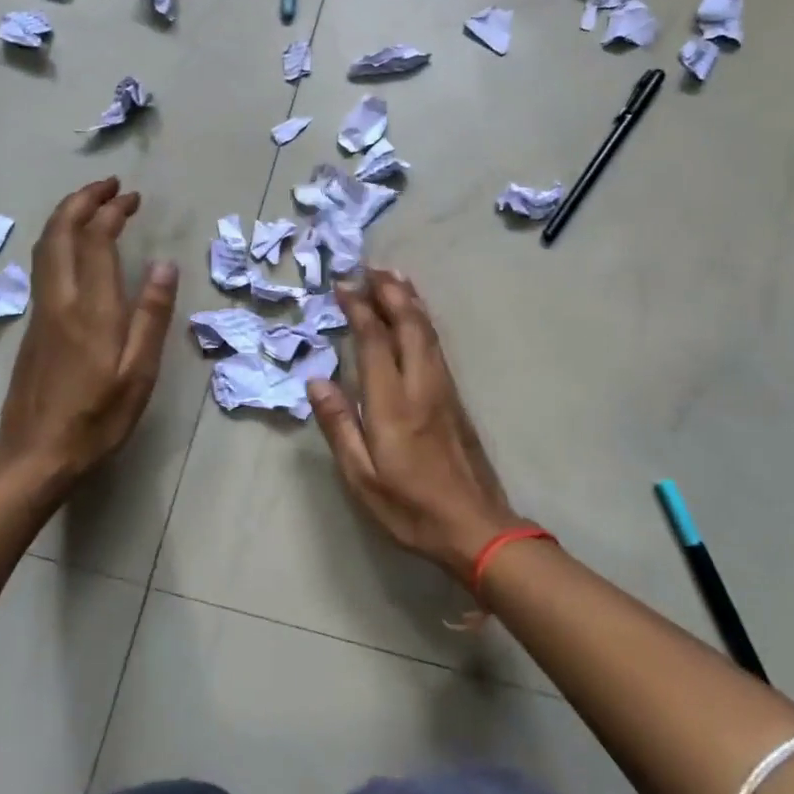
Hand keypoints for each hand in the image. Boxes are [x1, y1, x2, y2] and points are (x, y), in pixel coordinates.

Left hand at [0, 178, 177, 503]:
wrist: (34, 455)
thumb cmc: (96, 418)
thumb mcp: (138, 373)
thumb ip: (151, 316)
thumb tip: (165, 266)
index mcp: (90, 309)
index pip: (95, 242)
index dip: (111, 212)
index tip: (131, 198)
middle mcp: (60, 300)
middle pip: (60, 233)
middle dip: (82, 201)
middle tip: (109, 185)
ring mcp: (41, 311)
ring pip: (45, 247)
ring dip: (67, 216)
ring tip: (92, 203)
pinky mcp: (33, 326)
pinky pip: (42, 264)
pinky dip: (59, 239)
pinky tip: (74, 246)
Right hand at [307, 269, 527, 585]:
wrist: (476, 527)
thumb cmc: (410, 507)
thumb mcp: (362, 477)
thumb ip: (340, 426)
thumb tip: (316, 381)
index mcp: (393, 403)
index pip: (375, 341)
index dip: (359, 309)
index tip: (343, 285)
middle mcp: (422, 385)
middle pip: (408, 324)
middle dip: (389, 291)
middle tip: (368, 267)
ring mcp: (444, 388)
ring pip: (427, 330)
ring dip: (409, 300)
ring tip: (392, 277)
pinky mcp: (456, 397)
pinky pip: (436, 345)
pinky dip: (422, 320)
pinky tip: (416, 317)